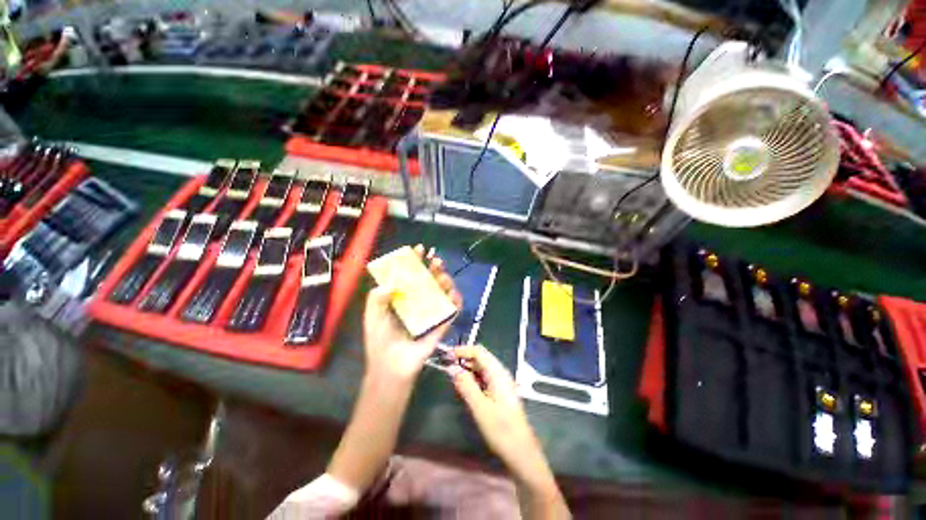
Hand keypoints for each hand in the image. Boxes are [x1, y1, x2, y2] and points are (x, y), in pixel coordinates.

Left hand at [363, 244, 460, 382]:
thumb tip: (391, 282)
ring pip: (441, 292)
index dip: (414, 261)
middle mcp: (417, 302)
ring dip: (445, 282)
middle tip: (436, 260)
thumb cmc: (379, 340)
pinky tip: (454, 295)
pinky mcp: (439, 325)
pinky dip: (455, 303)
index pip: (410, 274)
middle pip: (428, 280)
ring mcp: (429, 313)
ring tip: (443, 276)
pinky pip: (450, 312)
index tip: (419, 249)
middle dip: (433, 268)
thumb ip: (377, 297)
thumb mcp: (372, 316)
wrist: (390, 367)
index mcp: (401, 297)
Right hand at [454, 345, 569, 517]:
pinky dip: (473, 378)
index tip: (447, 356)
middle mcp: (500, 373)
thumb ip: (465, 385)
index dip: (462, 351)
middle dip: (463, 359)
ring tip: (453, 376)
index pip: (478, 352)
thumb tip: (452, 368)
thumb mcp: (480, 407)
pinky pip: (484, 378)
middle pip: (480, 358)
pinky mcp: (500, 392)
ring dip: (467, 369)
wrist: (521, 452)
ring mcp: (501, 383)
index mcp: (497, 373)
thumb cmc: (501, 429)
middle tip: (447, 366)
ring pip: (482, 368)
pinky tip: (464, 386)